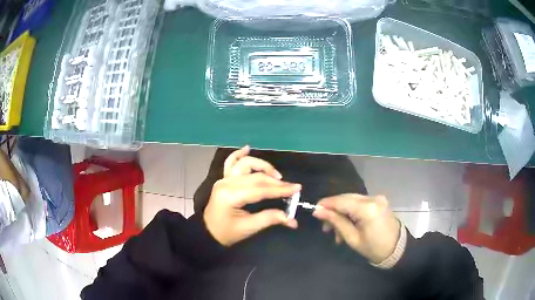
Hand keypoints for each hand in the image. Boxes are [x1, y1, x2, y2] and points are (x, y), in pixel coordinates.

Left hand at [205, 146, 299, 246]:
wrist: (208, 232)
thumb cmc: (227, 233)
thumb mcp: (248, 228)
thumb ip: (269, 219)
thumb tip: (290, 218)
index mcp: (231, 196)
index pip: (260, 189)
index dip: (280, 189)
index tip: (297, 188)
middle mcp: (227, 183)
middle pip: (256, 177)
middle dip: (276, 182)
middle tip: (291, 188)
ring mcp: (224, 179)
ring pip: (245, 164)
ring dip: (262, 167)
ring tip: (276, 176)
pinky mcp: (224, 179)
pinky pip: (230, 162)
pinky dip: (239, 154)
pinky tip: (247, 148)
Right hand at [313, 194, 400, 263]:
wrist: (396, 249)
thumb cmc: (373, 248)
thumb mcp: (352, 238)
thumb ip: (336, 222)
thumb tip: (318, 211)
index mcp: (367, 209)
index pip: (341, 201)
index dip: (326, 204)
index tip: (314, 211)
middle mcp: (372, 198)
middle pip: (346, 198)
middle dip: (333, 211)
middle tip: (325, 227)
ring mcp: (377, 198)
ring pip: (351, 200)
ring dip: (341, 213)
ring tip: (336, 232)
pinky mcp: (378, 201)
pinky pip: (359, 203)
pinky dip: (350, 212)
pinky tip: (347, 225)